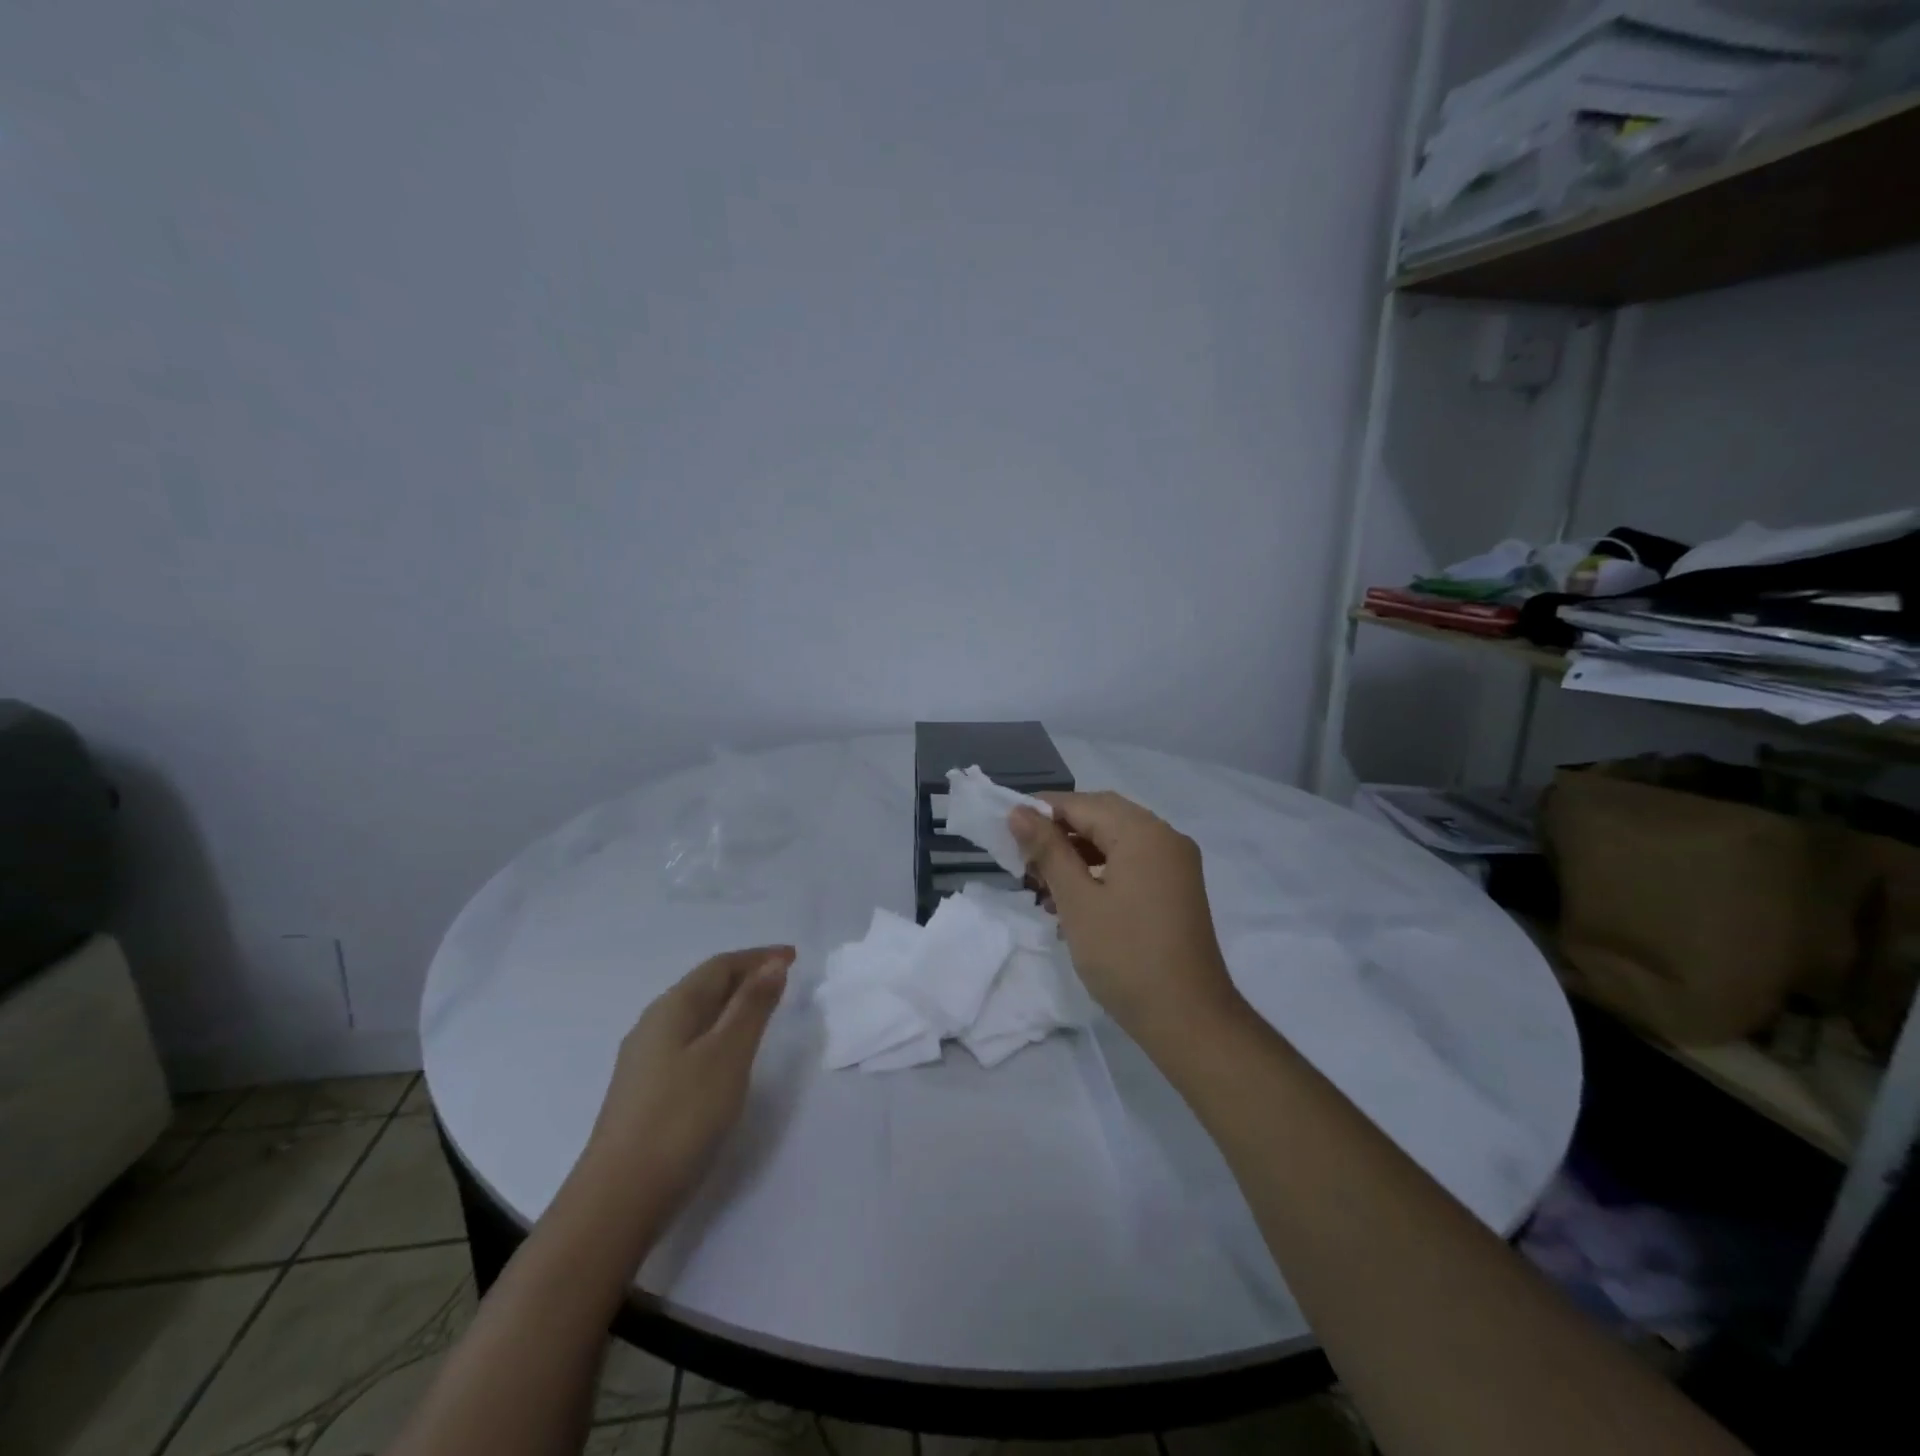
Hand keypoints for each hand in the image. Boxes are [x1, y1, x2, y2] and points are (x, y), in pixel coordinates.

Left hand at [584, 946, 792, 1208]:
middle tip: (783, 979)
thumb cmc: (682, 1117)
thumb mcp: (728, 1055)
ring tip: (762, 1011)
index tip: (793, 956)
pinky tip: (726, 1055)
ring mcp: (644, 1060)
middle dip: (745, 976)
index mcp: (672, 1008)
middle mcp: (654, 1024)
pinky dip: (717, 1032)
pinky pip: (688, 1041)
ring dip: (731, 1004)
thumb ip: (752, 1007)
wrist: (618, 1199)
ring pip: (695, 1015)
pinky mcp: (645, 1091)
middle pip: (705, 986)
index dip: (758, 957)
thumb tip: (772, 964)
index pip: (720, 966)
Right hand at [1010, 792, 1241, 1045]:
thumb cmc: (1125, 956)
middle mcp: (1165, 837)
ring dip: (1078, 854)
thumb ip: (1048, 850)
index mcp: (1143, 832)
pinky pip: (1132, 863)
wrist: (1189, 1019)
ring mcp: (1176, 864)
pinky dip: (1101, 871)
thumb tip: (1018, 812)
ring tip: (1041, 884)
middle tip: (1022, 859)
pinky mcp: (1177, 889)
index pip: (1082, 804)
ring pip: (1116, 841)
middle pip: (1102, 817)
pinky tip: (1073, 898)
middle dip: (1059, 832)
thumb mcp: (1077, 901)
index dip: (1041, 811)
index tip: (1005, 831)